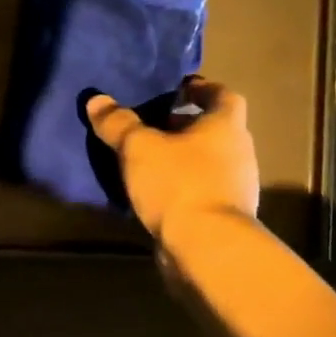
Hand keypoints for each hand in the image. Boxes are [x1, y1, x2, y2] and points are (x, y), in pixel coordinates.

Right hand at [86, 78, 258, 236]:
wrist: (207, 247)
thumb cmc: (178, 184)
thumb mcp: (138, 148)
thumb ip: (118, 124)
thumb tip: (97, 100)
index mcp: (225, 127)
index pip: (223, 96)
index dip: (203, 88)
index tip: (180, 89)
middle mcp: (238, 153)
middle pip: (215, 130)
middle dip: (186, 126)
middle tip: (154, 125)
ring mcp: (235, 188)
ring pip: (208, 162)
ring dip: (183, 158)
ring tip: (149, 161)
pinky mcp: (225, 217)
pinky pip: (201, 191)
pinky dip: (182, 186)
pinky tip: (156, 194)